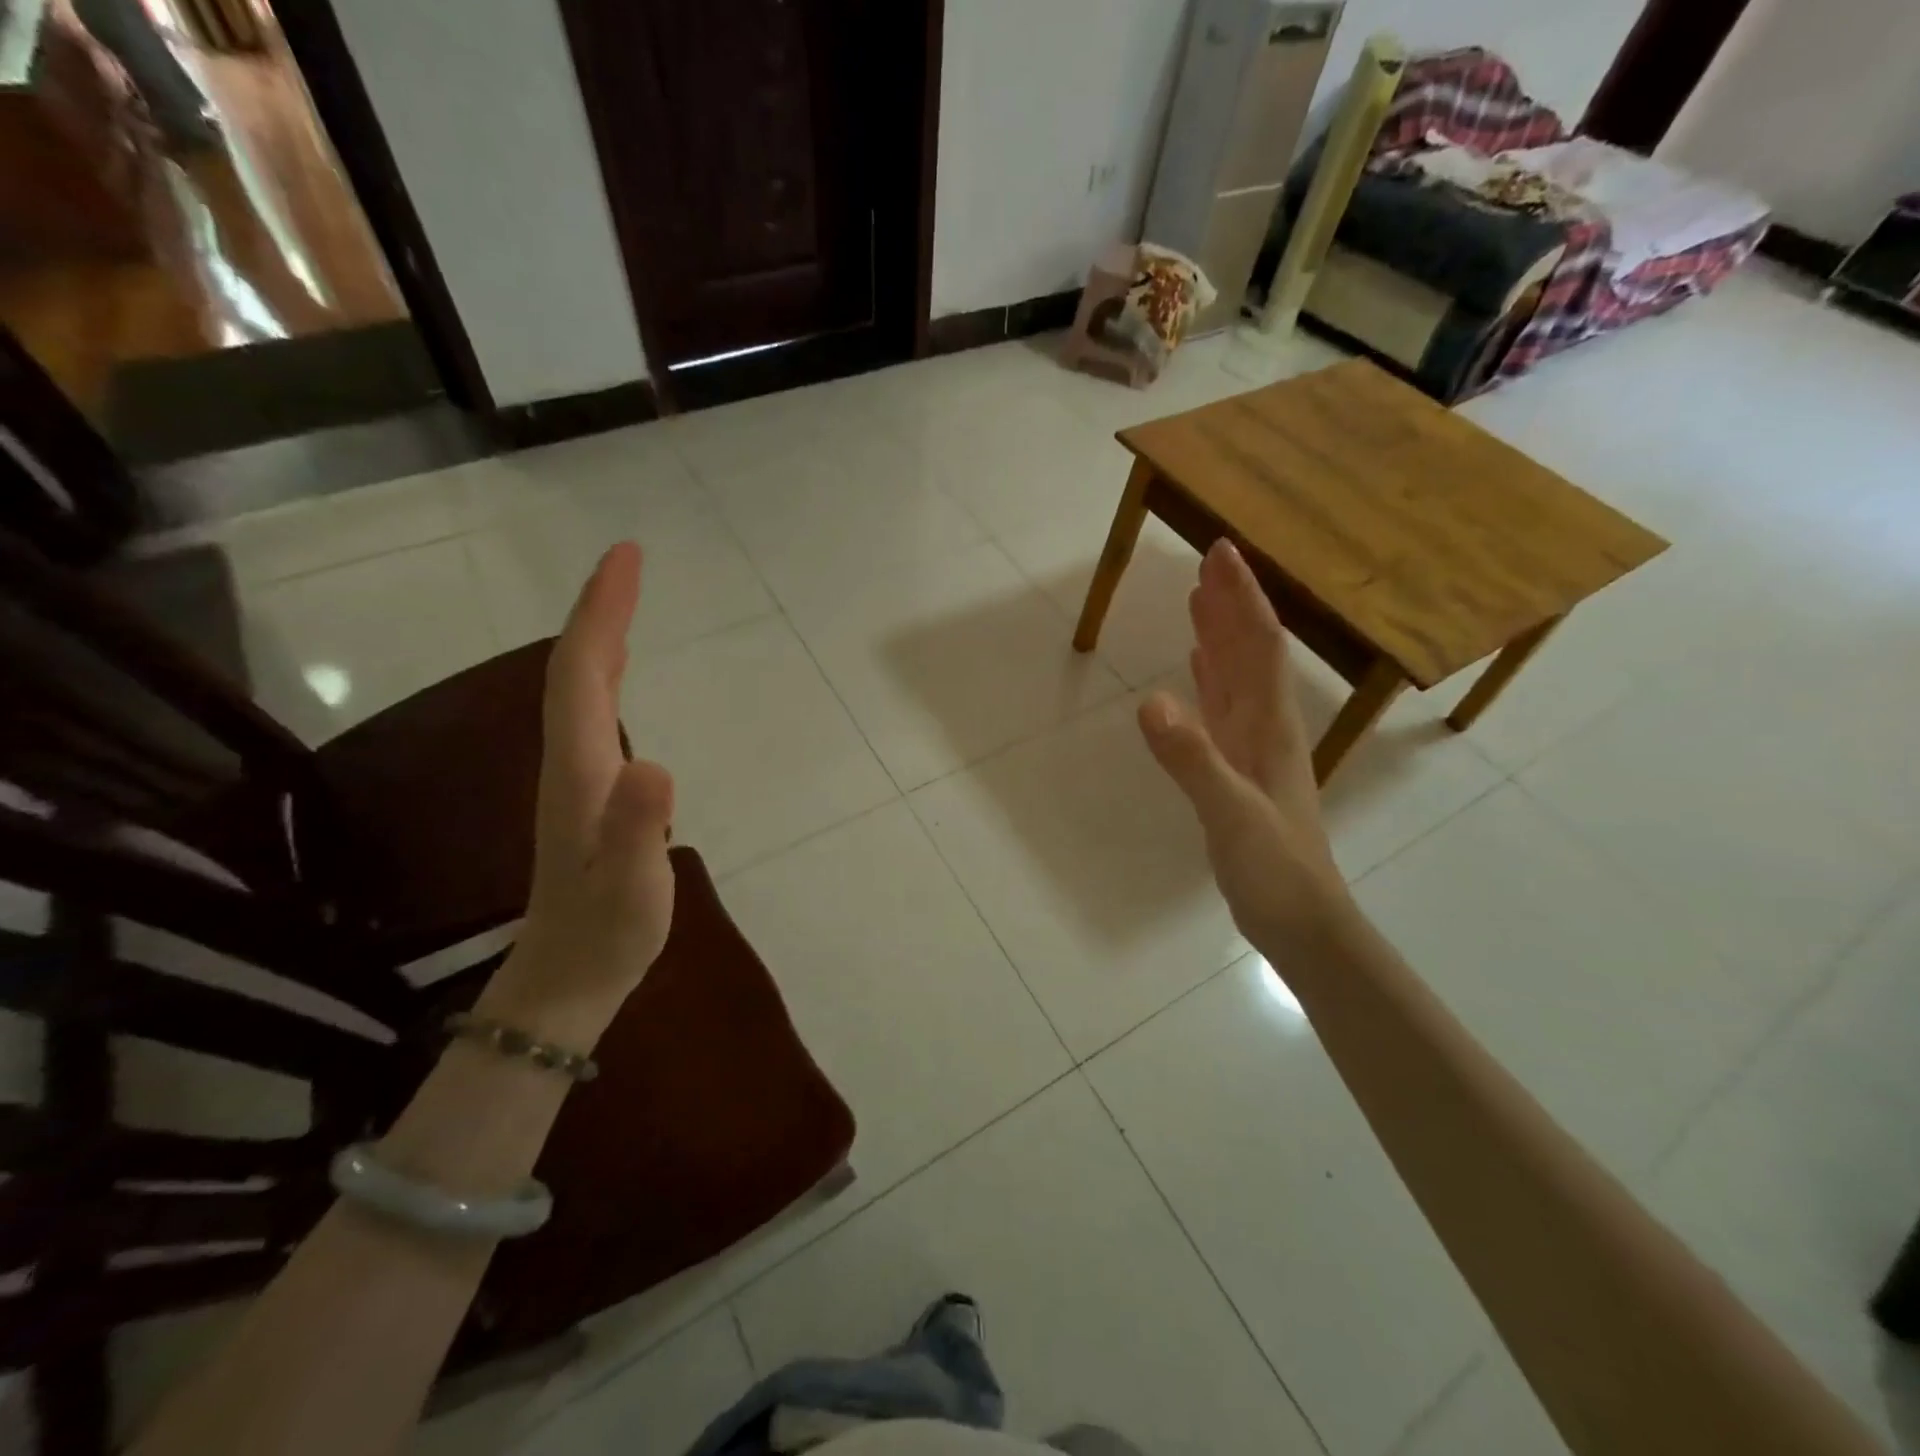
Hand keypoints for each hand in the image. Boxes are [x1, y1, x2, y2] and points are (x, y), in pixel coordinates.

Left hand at [479, 542, 675, 1046]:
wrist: (566, 977)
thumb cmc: (606, 933)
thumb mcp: (633, 889)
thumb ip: (638, 829)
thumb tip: (655, 763)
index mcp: (581, 770)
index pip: (582, 674)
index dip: (602, 613)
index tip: (626, 558)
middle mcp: (570, 761)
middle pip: (574, 669)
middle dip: (600, 610)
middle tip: (630, 562)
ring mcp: (575, 777)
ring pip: (578, 688)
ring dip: (599, 636)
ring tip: (625, 599)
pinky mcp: (588, 792)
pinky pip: (591, 712)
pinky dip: (604, 674)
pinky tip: (618, 674)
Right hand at [1137, 540, 1352, 951]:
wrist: (1301, 922)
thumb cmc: (1274, 869)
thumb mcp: (1230, 814)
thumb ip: (1191, 759)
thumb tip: (1149, 700)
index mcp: (1270, 727)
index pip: (1259, 646)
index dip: (1241, 598)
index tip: (1221, 552)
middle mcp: (1266, 726)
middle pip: (1251, 651)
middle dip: (1232, 602)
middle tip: (1209, 558)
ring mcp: (1253, 748)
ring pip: (1237, 675)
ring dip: (1221, 634)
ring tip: (1200, 598)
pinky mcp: (1238, 770)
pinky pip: (1223, 709)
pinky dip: (1211, 679)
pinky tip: (1198, 666)